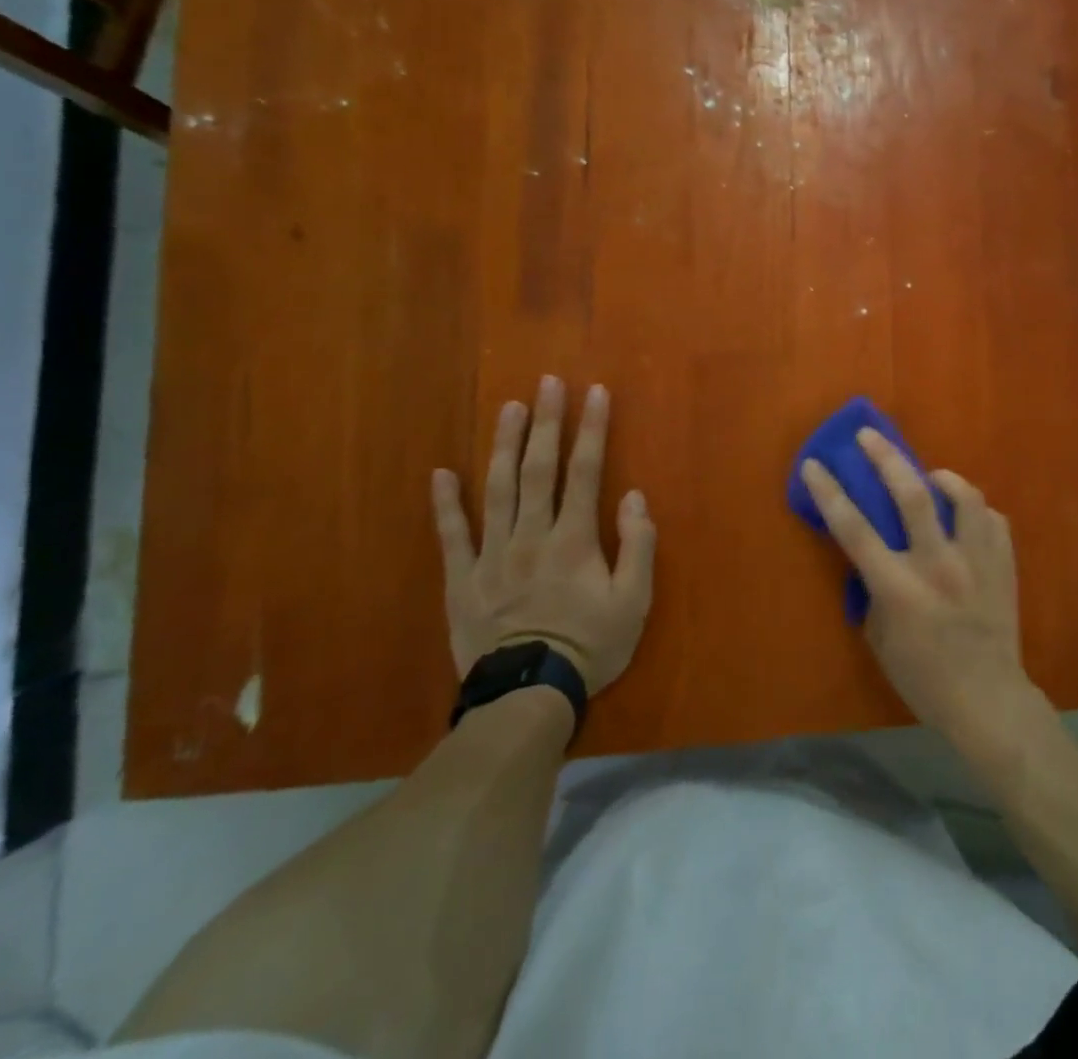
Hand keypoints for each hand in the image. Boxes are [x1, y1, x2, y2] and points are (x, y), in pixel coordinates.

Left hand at [432, 376, 655, 692]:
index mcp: (574, 539)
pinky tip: (440, 472)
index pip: (585, 471)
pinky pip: (452, 536)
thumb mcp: (634, 601)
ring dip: (503, 445)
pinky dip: (445, 503)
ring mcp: (492, 555)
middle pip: (538, 469)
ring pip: (496, 490)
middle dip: (546, 422)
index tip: (595, 393)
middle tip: (547, 382)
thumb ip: (637, 546)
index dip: (591, 429)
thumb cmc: (590, 646)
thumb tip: (634, 498)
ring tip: (508, 408)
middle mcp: (531, 535)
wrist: (528, 695)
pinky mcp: (462, 579)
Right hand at [799, 429, 1034, 740]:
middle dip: (885, 457)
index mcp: (899, 588)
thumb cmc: (924, 678)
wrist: (988, 700)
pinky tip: (964, 516)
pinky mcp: (1005, 564)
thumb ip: (872, 592)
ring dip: (941, 478)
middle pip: (910, 495)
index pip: (855, 529)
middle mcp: (938, 565)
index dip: (830, 492)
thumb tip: (872, 558)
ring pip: (963, 496)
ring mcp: (977, 561)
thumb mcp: (879, 639)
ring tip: (930, 477)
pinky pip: (991, 519)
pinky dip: (973, 510)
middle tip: (869, 436)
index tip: (814, 464)